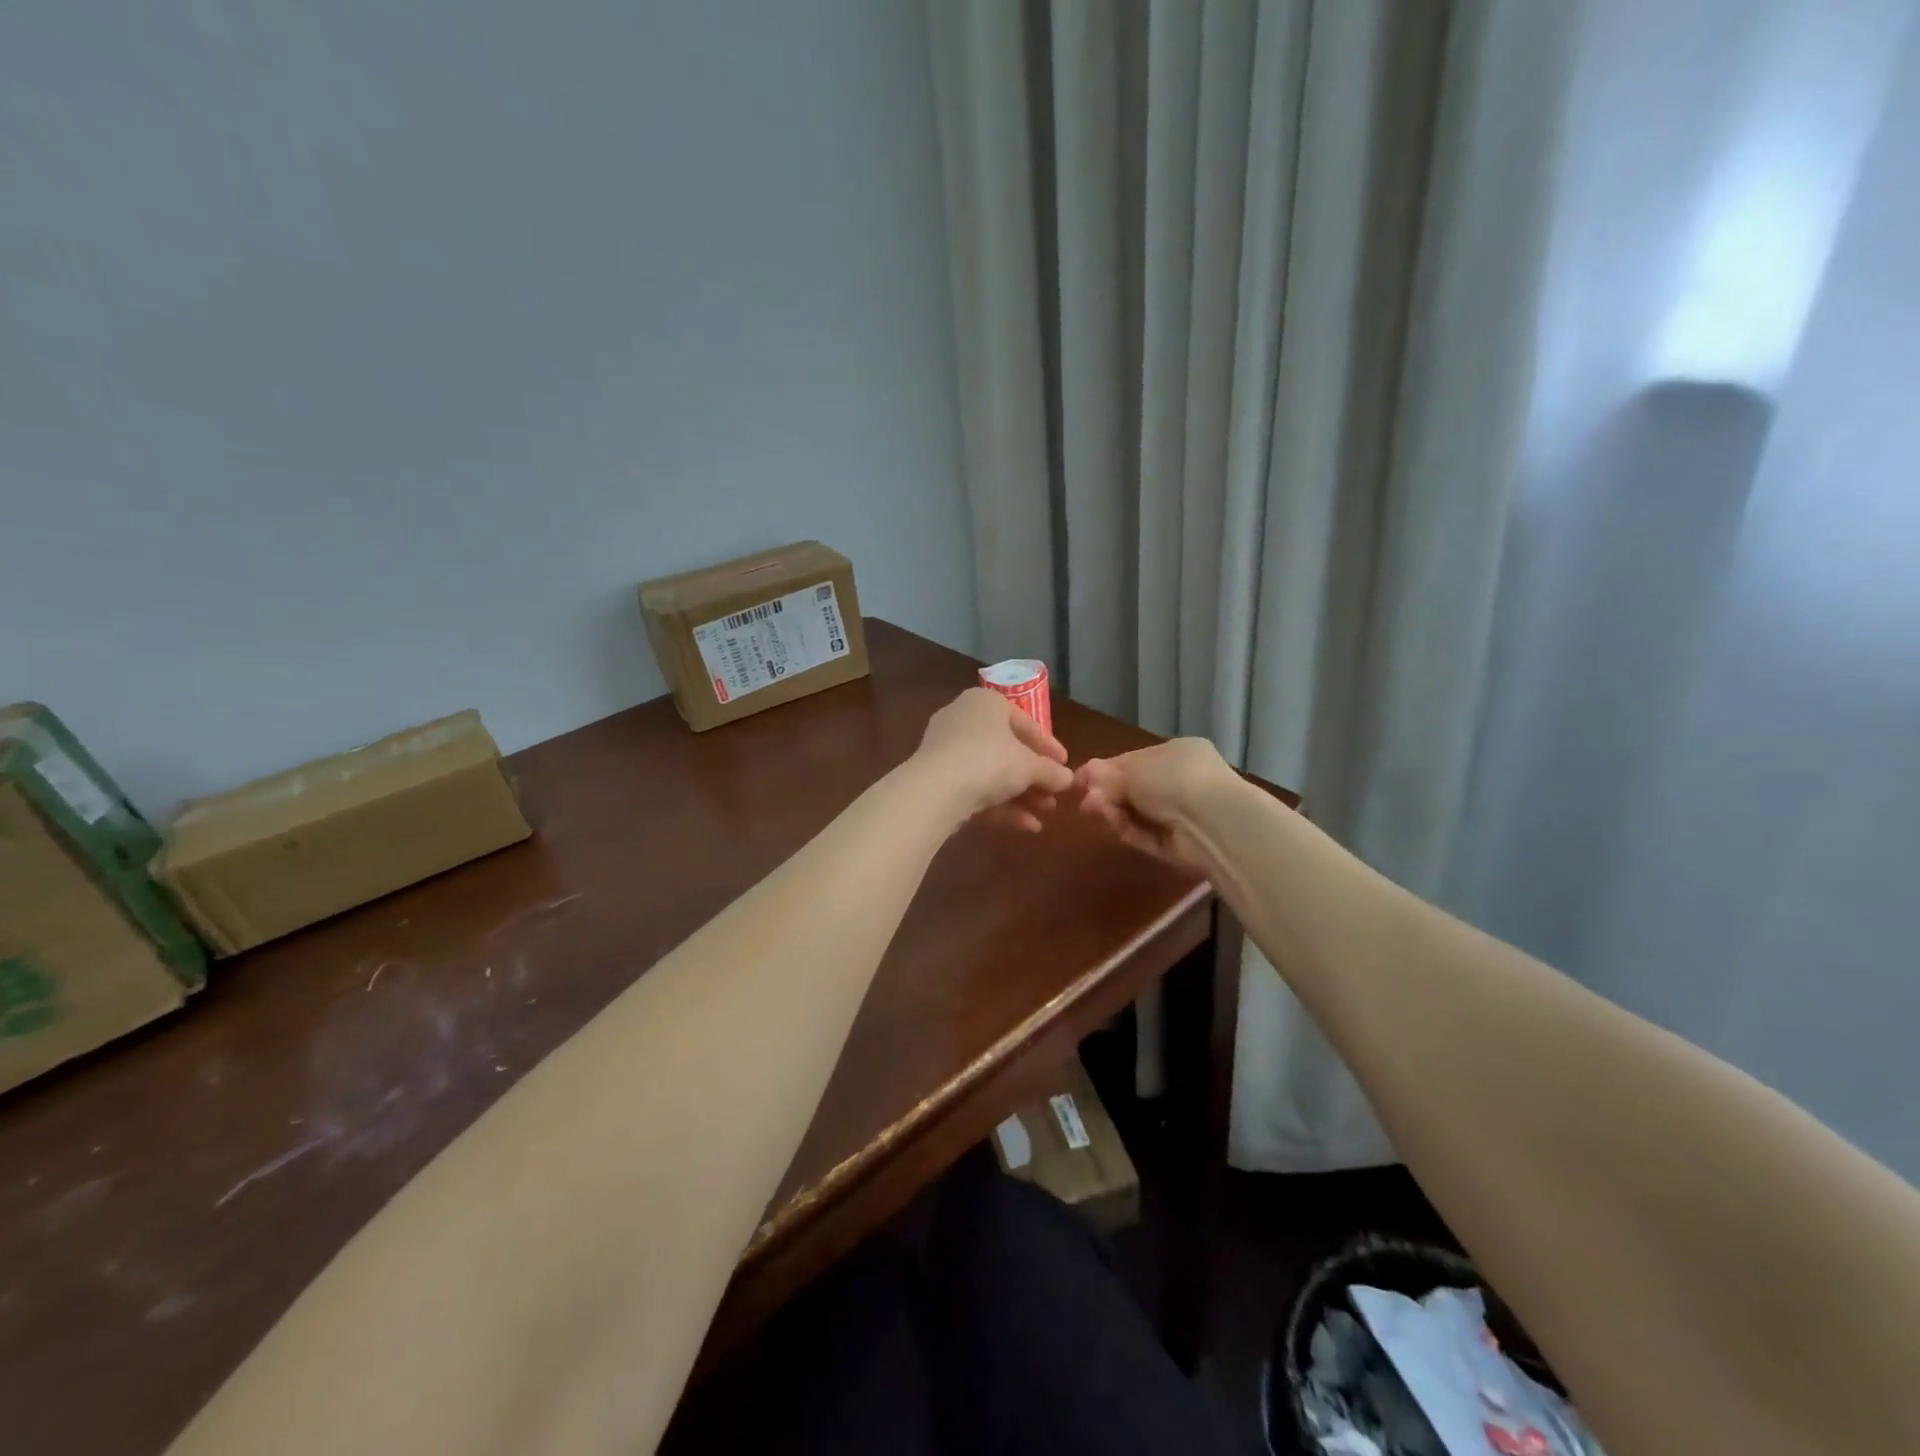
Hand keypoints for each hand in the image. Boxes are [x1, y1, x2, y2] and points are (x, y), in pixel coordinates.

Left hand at [912, 688, 1074, 830]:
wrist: (936, 790)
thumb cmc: (989, 761)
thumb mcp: (1029, 766)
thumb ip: (1051, 771)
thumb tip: (1069, 779)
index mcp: (985, 703)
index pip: (1025, 723)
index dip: (1049, 747)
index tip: (1066, 766)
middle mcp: (963, 719)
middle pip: (1007, 750)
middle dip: (1034, 777)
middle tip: (1055, 795)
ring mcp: (946, 750)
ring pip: (992, 772)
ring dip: (1021, 794)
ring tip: (1045, 814)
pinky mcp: (937, 778)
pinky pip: (975, 788)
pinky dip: (1001, 805)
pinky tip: (1027, 826)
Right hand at [1074, 738, 1233, 872]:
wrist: (1214, 822)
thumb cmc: (1174, 780)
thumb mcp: (1134, 770)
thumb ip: (1107, 775)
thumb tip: (1084, 775)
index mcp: (1178, 753)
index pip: (1135, 760)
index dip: (1107, 770)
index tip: (1080, 779)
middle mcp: (1182, 781)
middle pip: (1135, 789)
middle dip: (1107, 794)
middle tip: (1084, 802)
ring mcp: (1183, 815)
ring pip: (1138, 813)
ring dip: (1114, 812)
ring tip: (1093, 812)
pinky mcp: (1179, 845)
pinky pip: (1147, 835)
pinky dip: (1128, 830)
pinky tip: (1111, 825)